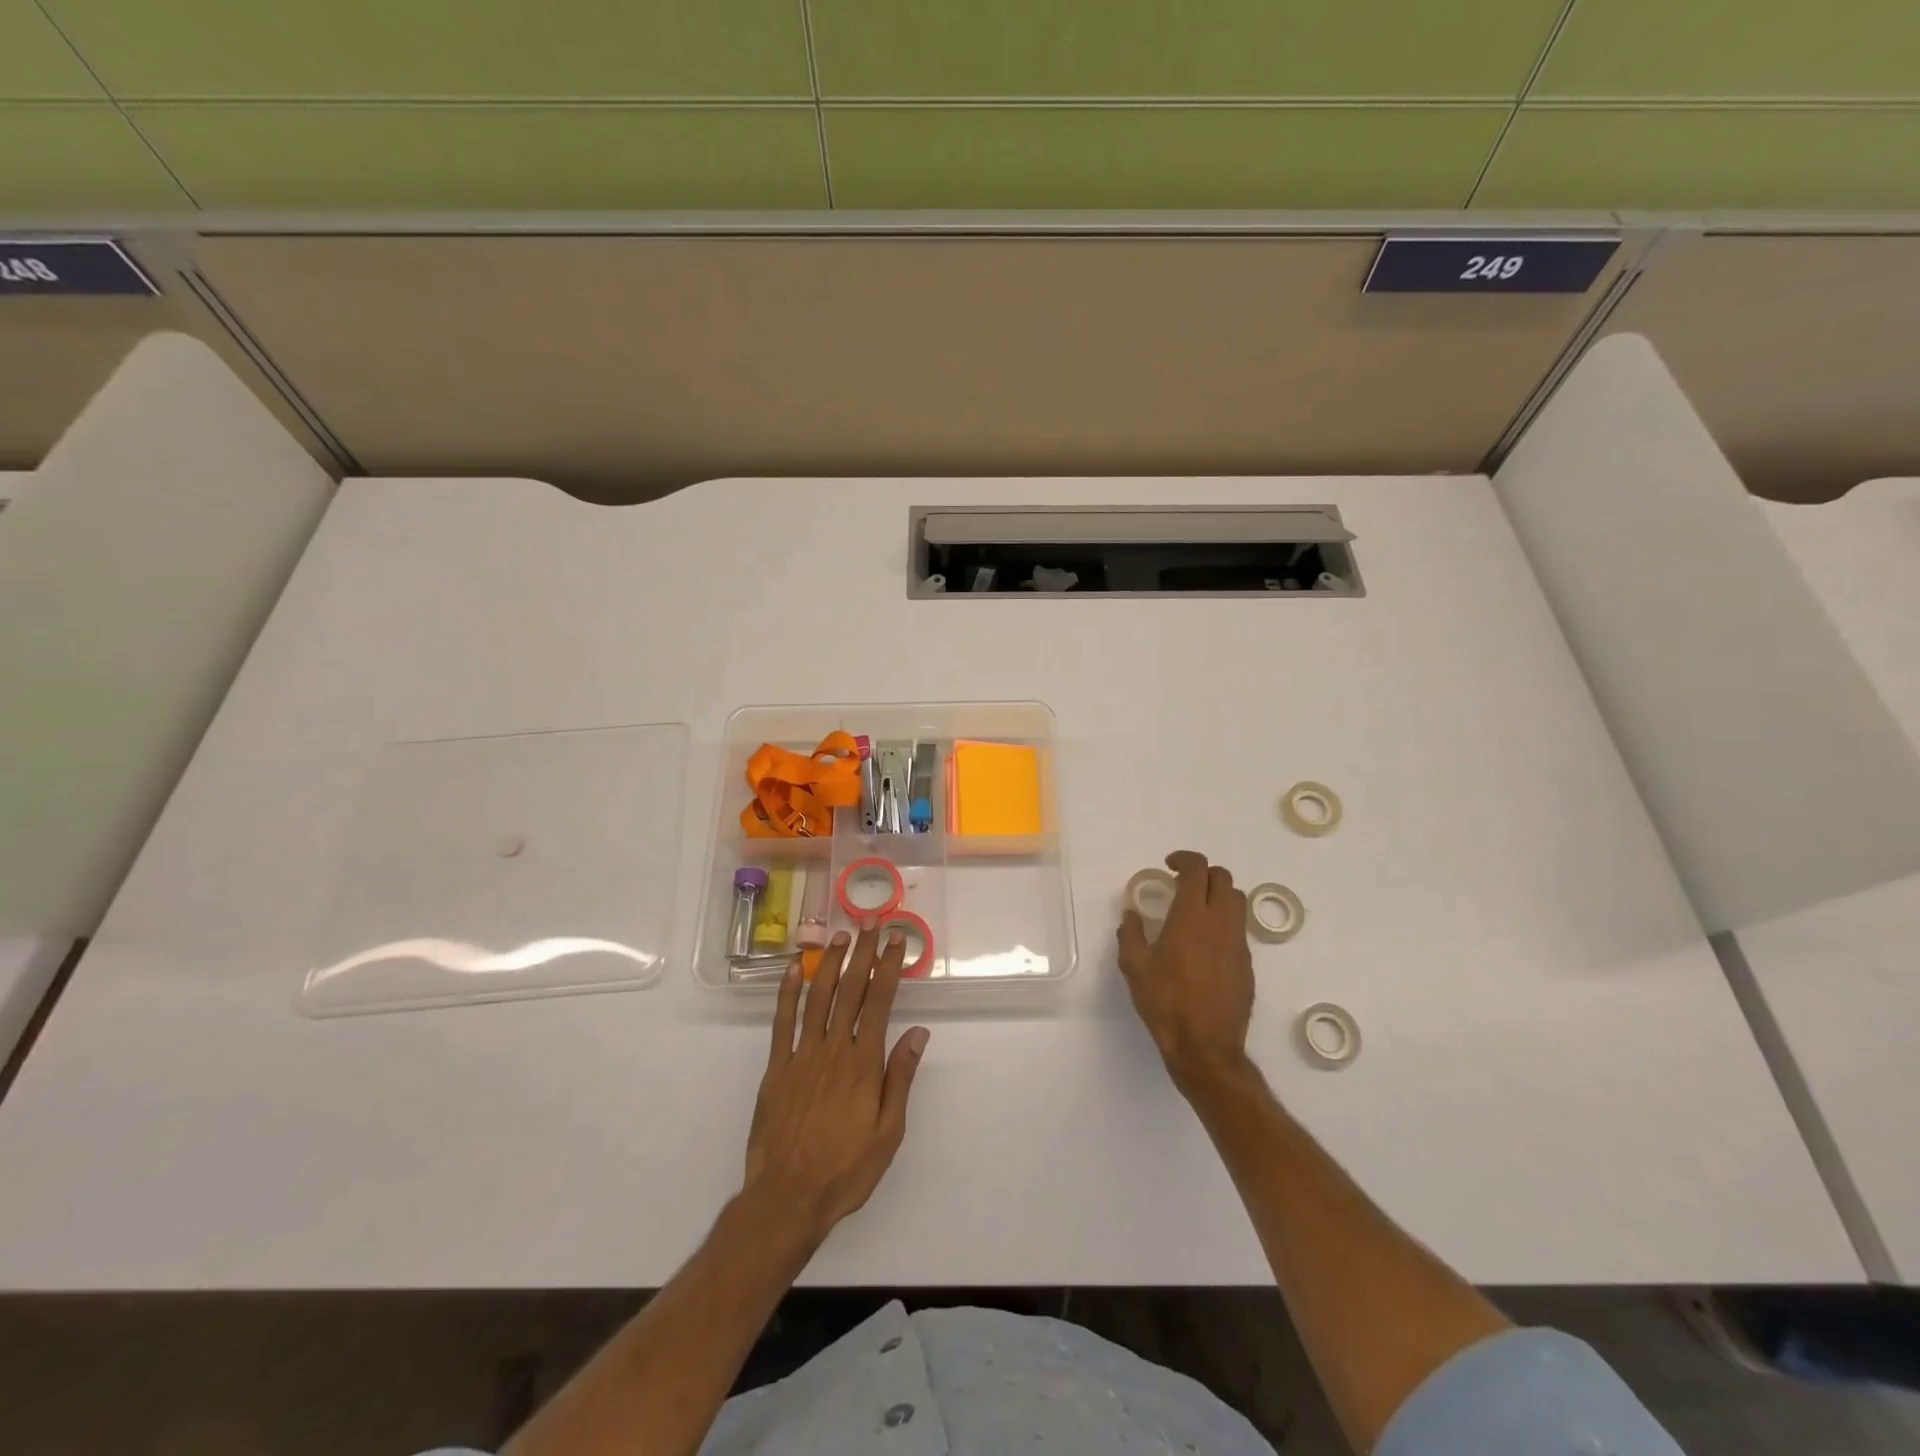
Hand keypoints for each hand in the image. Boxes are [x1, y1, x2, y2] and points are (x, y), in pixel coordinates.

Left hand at [743, 928, 929, 1251]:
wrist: (787, 1197)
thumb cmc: (846, 1169)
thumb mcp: (888, 1132)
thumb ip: (900, 1078)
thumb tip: (917, 1033)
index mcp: (864, 1063)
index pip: (880, 1002)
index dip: (889, 966)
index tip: (896, 939)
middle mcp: (833, 1049)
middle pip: (851, 990)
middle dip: (863, 953)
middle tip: (870, 922)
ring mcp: (801, 1055)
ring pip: (818, 997)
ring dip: (831, 964)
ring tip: (841, 936)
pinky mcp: (776, 1067)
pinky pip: (782, 1021)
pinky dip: (787, 992)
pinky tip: (795, 968)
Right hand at [1117, 851, 1254, 1090]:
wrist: (1205, 1046)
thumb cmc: (1165, 1001)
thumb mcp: (1134, 966)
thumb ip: (1131, 933)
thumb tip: (1132, 915)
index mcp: (1192, 916)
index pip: (1197, 869)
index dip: (1183, 859)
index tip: (1169, 865)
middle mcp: (1221, 923)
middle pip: (1223, 879)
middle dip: (1203, 874)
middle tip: (1182, 885)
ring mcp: (1239, 944)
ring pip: (1237, 902)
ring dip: (1217, 896)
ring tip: (1196, 911)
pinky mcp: (1247, 965)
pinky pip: (1238, 930)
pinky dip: (1223, 923)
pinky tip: (1204, 945)